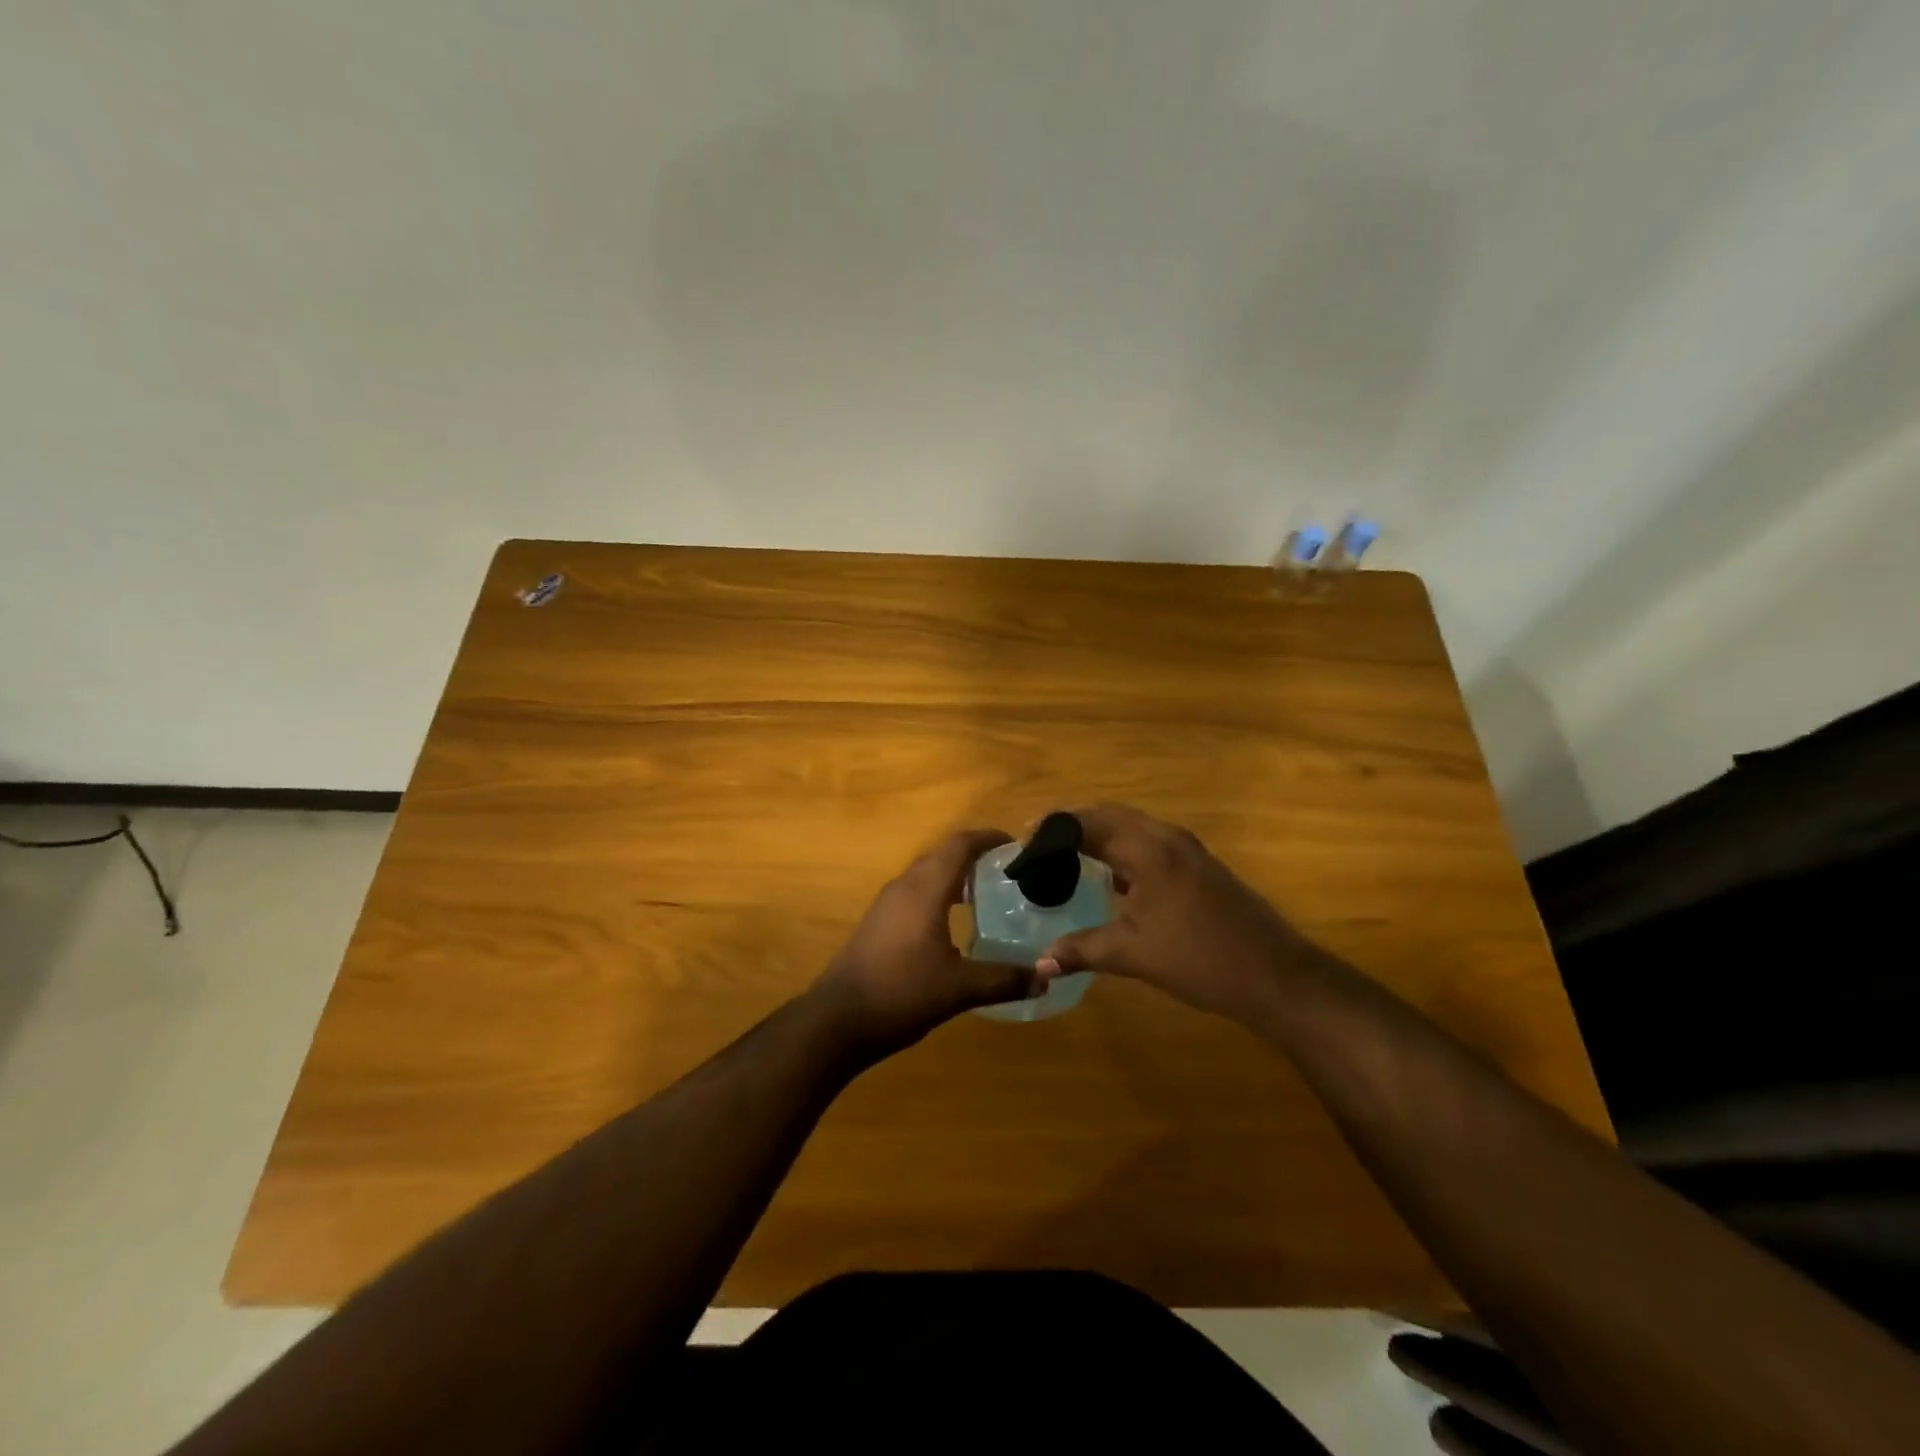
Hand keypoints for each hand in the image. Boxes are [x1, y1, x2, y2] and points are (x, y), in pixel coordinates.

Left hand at [811, 828, 1040, 1056]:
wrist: (837, 1020)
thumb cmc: (901, 993)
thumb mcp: (959, 988)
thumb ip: (1004, 979)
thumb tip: (1046, 978)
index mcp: (925, 889)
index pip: (959, 844)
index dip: (988, 838)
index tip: (1015, 844)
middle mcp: (904, 886)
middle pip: (943, 855)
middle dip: (975, 856)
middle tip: (1009, 871)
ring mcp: (886, 904)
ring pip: (926, 874)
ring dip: (955, 875)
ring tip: (988, 894)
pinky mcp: (877, 922)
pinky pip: (914, 893)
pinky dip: (939, 894)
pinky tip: (954, 923)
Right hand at [1039, 804, 1333, 1024]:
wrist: (1276, 976)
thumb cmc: (1200, 958)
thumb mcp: (1133, 954)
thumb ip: (1081, 950)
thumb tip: (1039, 964)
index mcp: (1147, 848)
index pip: (1086, 822)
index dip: (1051, 831)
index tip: (1022, 849)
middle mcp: (1166, 837)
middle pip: (1109, 815)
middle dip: (1072, 826)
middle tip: (1039, 849)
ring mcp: (1187, 850)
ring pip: (1132, 828)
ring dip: (1098, 836)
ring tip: (1066, 859)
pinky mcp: (1199, 867)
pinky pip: (1149, 844)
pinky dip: (1121, 851)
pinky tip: (1110, 879)